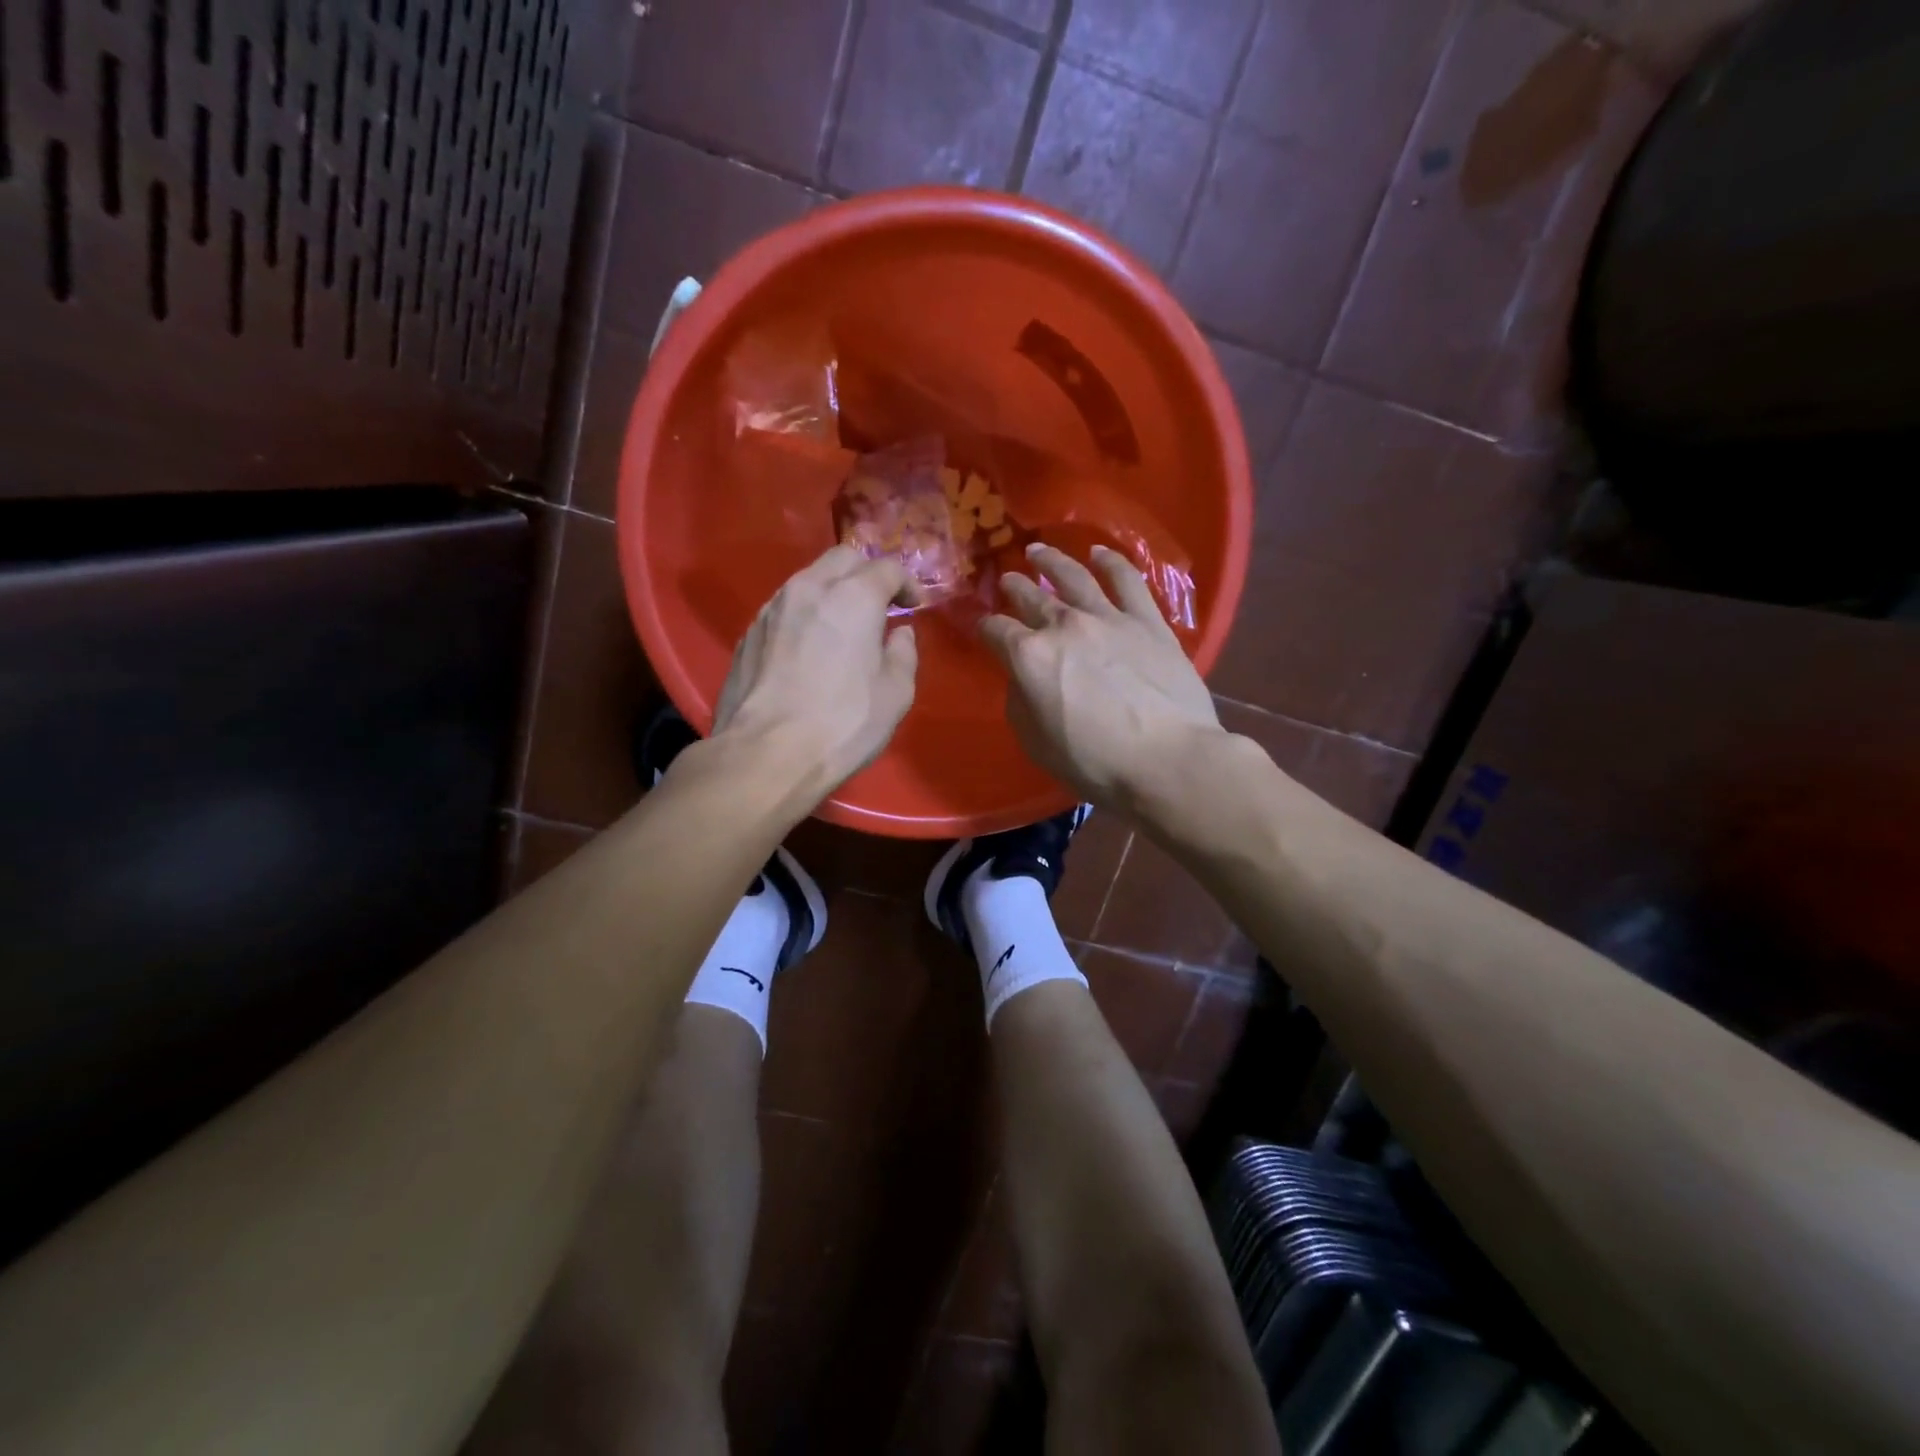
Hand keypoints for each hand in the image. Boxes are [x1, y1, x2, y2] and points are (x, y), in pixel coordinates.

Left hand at [712, 545, 919, 794]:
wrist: (766, 755)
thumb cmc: (843, 724)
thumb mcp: (896, 694)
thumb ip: (903, 653)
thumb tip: (898, 633)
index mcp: (853, 597)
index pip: (887, 568)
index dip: (907, 584)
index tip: (914, 607)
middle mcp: (809, 588)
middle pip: (842, 558)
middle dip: (866, 573)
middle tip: (879, 605)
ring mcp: (772, 609)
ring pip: (808, 579)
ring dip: (832, 592)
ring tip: (842, 627)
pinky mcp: (748, 634)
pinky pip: (784, 609)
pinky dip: (804, 616)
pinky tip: (808, 649)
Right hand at [981, 543, 1224, 812]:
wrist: (1168, 760)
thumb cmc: (1096, 763)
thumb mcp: (1036, 743)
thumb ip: (1021, 703)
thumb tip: (1023, 679)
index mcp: (1030, 657)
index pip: (995, 631)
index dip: (983, 627)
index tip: (980, 627)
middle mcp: (1064, 625)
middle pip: (1031, 597)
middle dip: (1014, 587)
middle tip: (1007, 578)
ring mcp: (1108, 618)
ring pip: (1074, 576)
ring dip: (1052, 561)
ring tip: (1038, 551)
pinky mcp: (1148, 621)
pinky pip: (1127, 581)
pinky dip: (1110, 562)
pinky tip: (1099, 553)